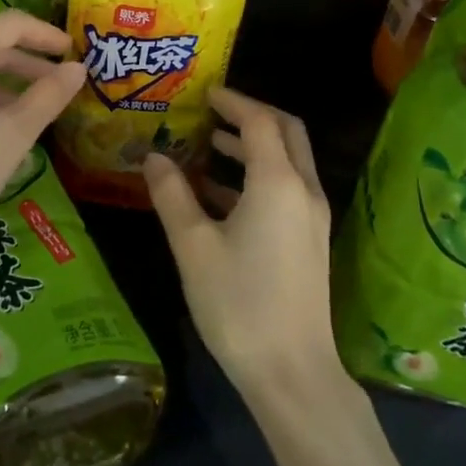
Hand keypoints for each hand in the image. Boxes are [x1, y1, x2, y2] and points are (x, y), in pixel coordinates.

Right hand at [143, 88, 341, 402]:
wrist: (292, 373)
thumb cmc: (238, 304)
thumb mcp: (193, 246)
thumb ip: (172, 195)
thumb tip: (154, 157)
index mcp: (278, 183)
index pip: (258, 121)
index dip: (232, 101)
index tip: (204, 92)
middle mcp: (304, 190)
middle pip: (286, 132)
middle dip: (251, 115)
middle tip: (212, 110)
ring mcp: (311, 217)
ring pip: (288, 161)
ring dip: (253, 146)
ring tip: (208, 143)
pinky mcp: (309, 241)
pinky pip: (286, 189)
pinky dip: (256, 177)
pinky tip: (217, 193)